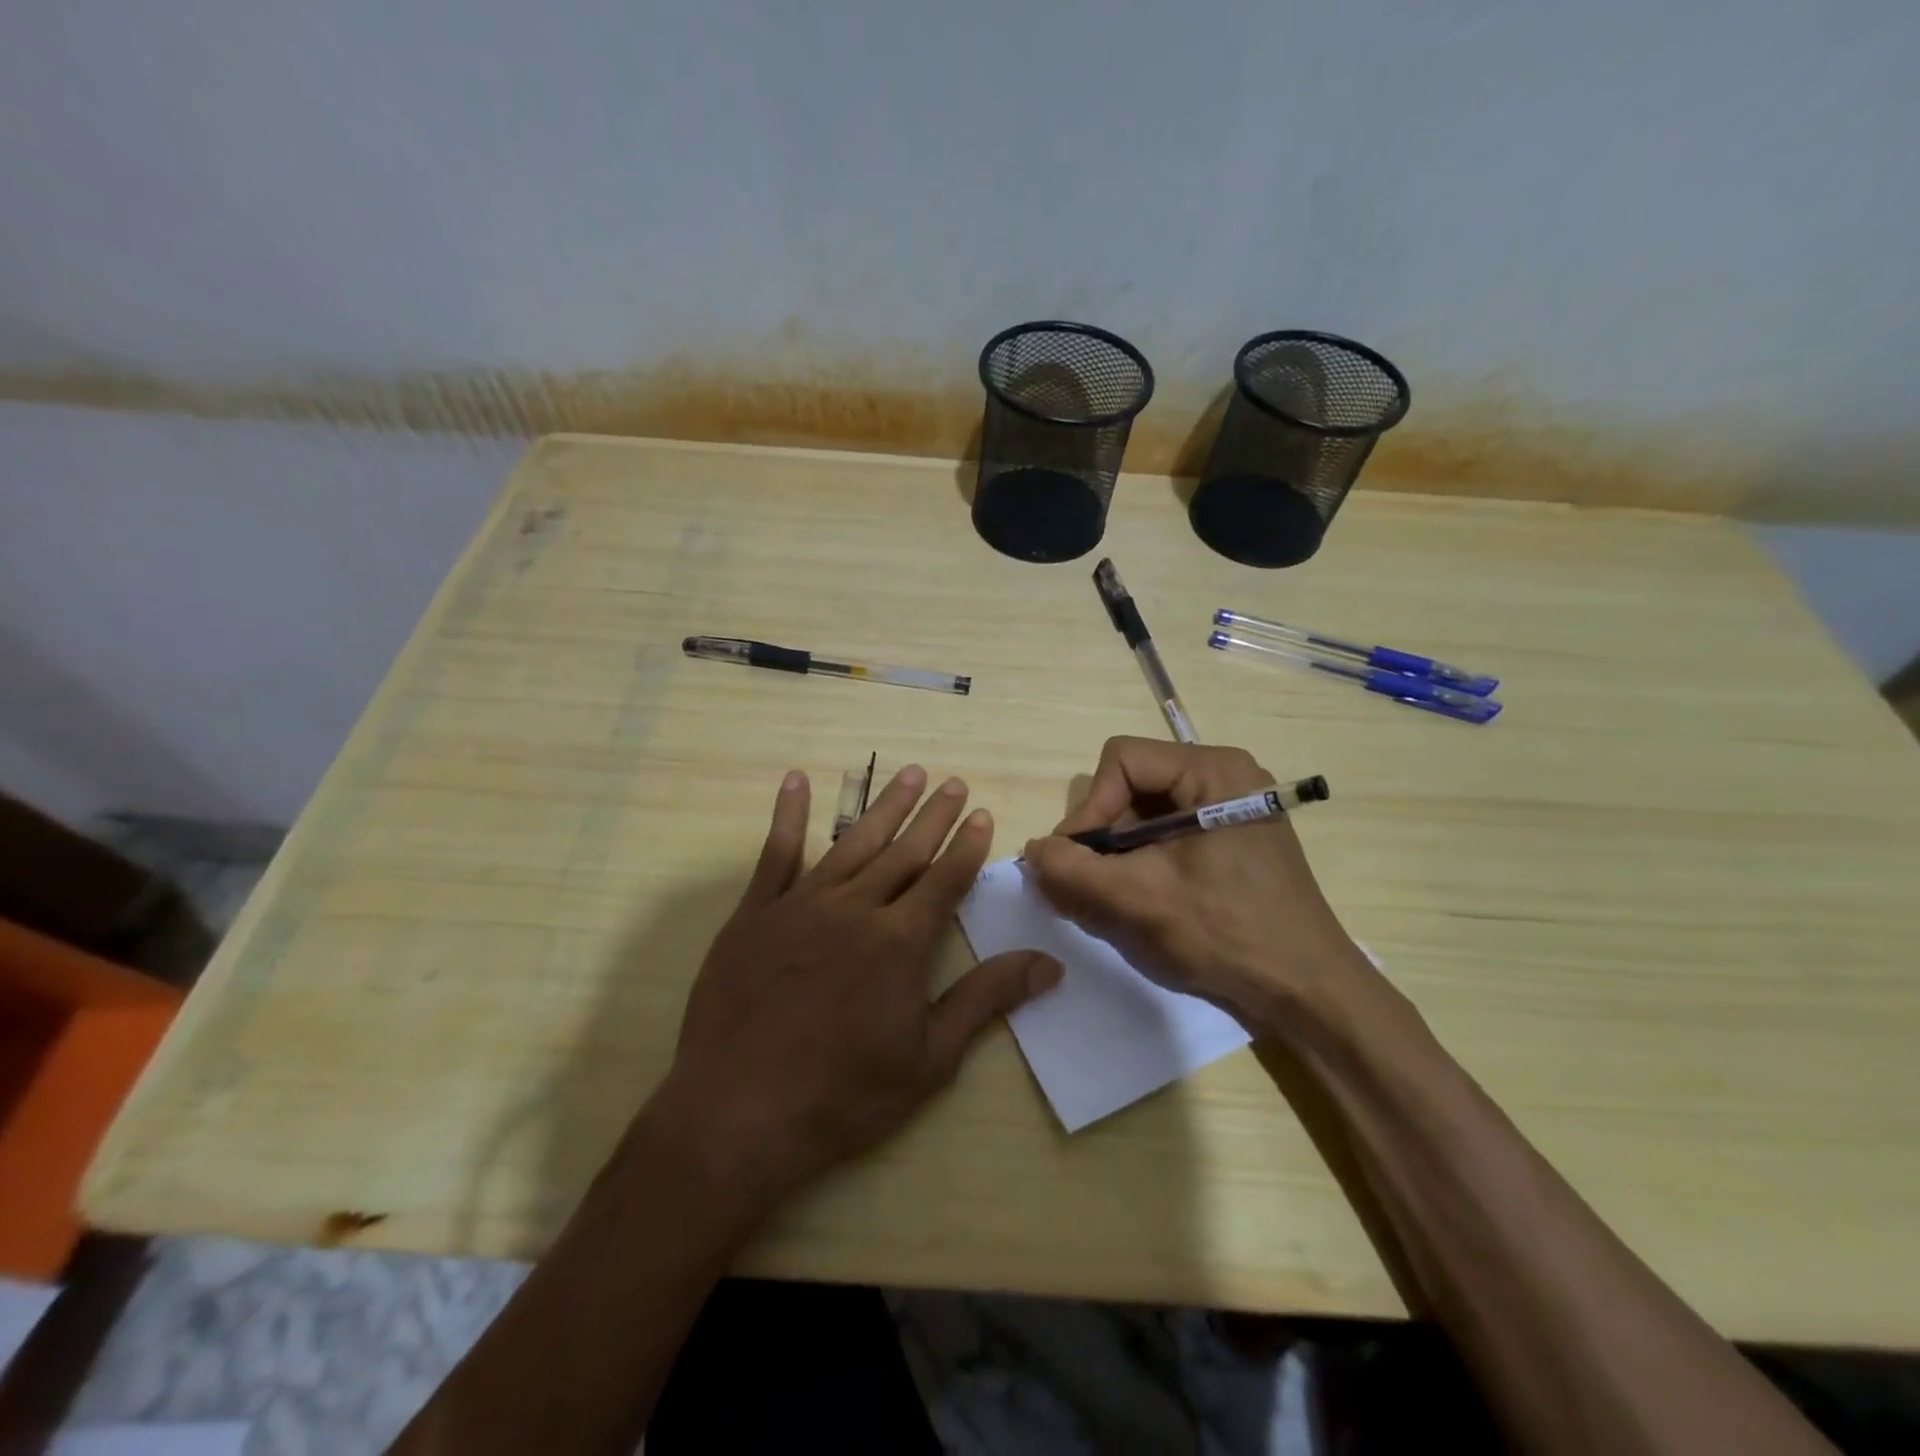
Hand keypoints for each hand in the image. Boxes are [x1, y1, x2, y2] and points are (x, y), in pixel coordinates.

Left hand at [647, 765, 1061, 1209]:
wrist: (737, 1113)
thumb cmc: (843, 1094)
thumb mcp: (930, 1058)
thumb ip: (986, 1000)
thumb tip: (1048, 963)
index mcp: (900, 941)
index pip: (945, 879)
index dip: (967, 846)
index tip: (982, 813)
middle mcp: (855, 908)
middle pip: (904, 851)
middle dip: (933, 815)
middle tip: (953, 781)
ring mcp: (801, 905)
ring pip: (853, 842)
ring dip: (884, 806)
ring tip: (908, 773)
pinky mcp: (756, 913)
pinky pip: (775, 853)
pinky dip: (788, 814)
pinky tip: (796, 780)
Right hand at [1022, 737, 1366, 1026]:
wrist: (1306, 992)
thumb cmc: (1227, 934)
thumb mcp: (1139, 899)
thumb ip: (1073, 870)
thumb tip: (1032, 851)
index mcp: (1212, 770)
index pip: (1122, 760)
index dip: (1090, 807)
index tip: (1078, 859)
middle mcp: (1224, 776)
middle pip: (1133, 785)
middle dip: (1104, 835)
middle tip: (1091, 884)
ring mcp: (1231, 808)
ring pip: (1146, 813)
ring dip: (1119, 854)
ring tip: (1112, 898)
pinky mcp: (1232, 839)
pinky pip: (1168, 835)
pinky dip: (1142, 863)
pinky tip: (1140, 899)